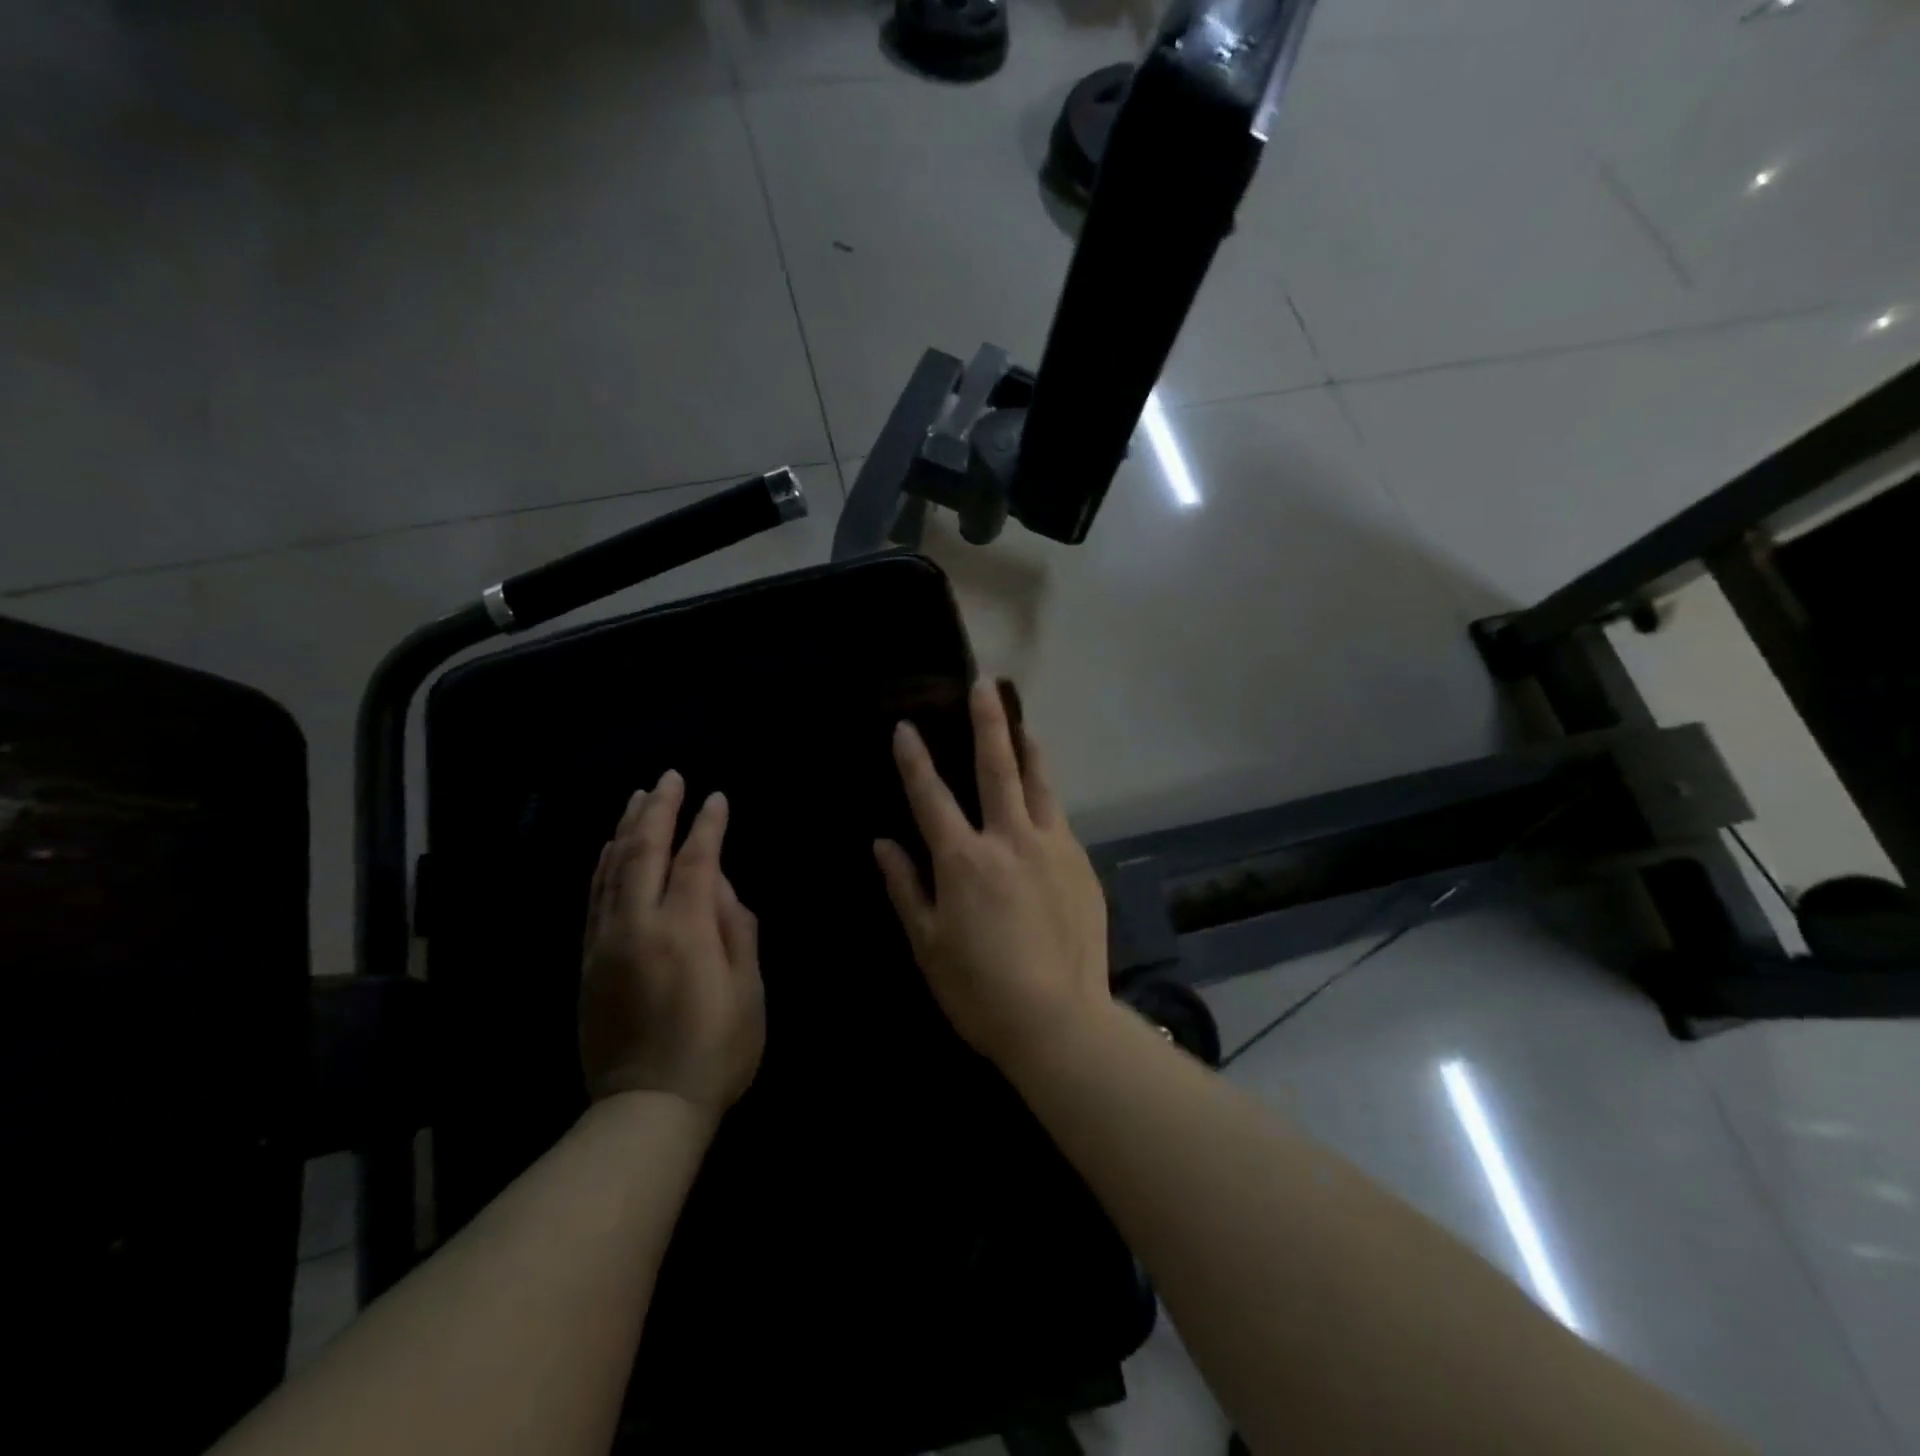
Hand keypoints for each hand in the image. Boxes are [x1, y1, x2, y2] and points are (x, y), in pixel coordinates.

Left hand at [580, 771, 764, 1113]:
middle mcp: (637, 926)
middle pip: (643, 852)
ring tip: (638, 797)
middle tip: (669, 777)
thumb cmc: (716, 1049)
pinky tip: (610, 847)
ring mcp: (605, 942)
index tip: (717, 798)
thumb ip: (735, 927)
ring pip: (611, 869)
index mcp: (683, 931)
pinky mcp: (588, 961)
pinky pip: (594, 897)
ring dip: (626, 828)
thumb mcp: (748, 990)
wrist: (646, 1108)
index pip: (694, 861)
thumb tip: (718, 882)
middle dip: (658, 810)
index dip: (707, 826)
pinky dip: (603, 864)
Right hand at [874, 680, 1111, 1074]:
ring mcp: (1052, 847)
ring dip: (1028, 749)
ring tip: (1022, 724)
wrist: (1059, 1020)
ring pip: (1039, 784)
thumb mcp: (927, 944)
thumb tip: (883, 844)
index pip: (931, 796)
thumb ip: (905, 887)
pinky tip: (1043, 797)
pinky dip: (1047, 798)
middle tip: (984, 684)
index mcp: (964, 859)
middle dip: (987, 722)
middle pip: (997, 767)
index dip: (914, 759)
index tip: (905, 726)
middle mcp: (1009, 839)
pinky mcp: (1080, 864)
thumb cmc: (979, 989)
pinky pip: (1060, 819)